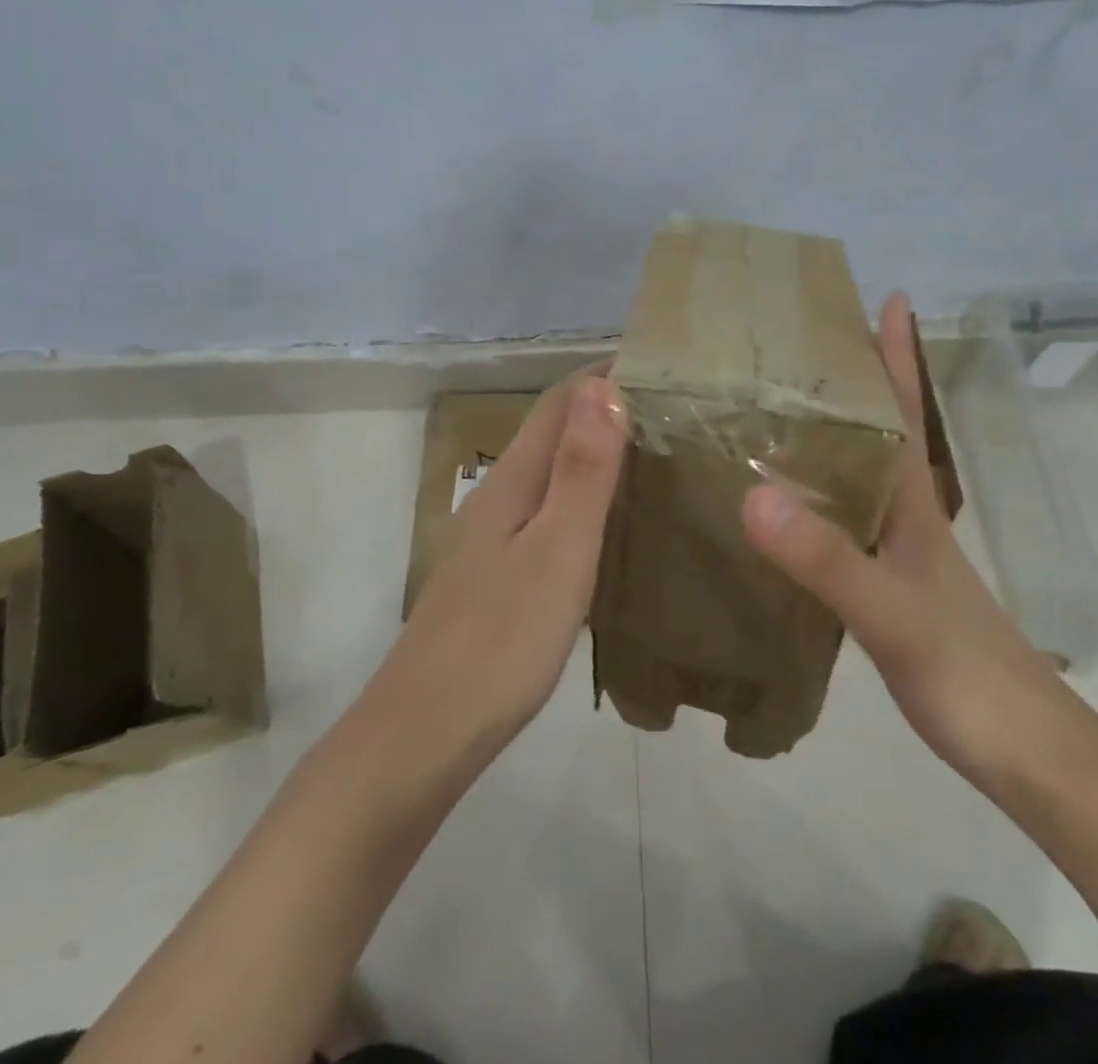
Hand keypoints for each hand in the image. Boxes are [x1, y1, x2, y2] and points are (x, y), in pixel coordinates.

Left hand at [382, 369, 628, 758]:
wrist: (423, 734)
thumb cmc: (501, 641)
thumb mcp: (557, 551)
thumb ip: (582, 470)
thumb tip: (604, 386)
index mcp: (513, 480)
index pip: (561, 401)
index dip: (605, 374)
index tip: (662, 363)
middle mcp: (498, 495)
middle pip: (554, 430)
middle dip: (606, 405)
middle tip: (675, 407)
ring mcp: (493, 537)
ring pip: (550, 470)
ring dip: (596, 449)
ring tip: (655, 453)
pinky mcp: (497, 573)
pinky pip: (547, 509)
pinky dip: (583, 494)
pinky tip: (610, 520)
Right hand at [741, 293, 1066, 783]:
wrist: (1028, 758)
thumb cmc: (968, 676)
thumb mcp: (893, 615)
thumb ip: (827, 560)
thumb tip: (755, 496)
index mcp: (913, 505)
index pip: (906, 413)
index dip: (897, 355)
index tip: (887, 298)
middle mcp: (908, 517)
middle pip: (880, 432)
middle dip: (852, 383)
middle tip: (800, 346)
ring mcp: (902, 554)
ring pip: (862, 476)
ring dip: (833, 438)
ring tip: (778, 411)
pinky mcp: (890, 588)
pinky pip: (847, 522)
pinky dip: (820, 498)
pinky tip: (786, 509)